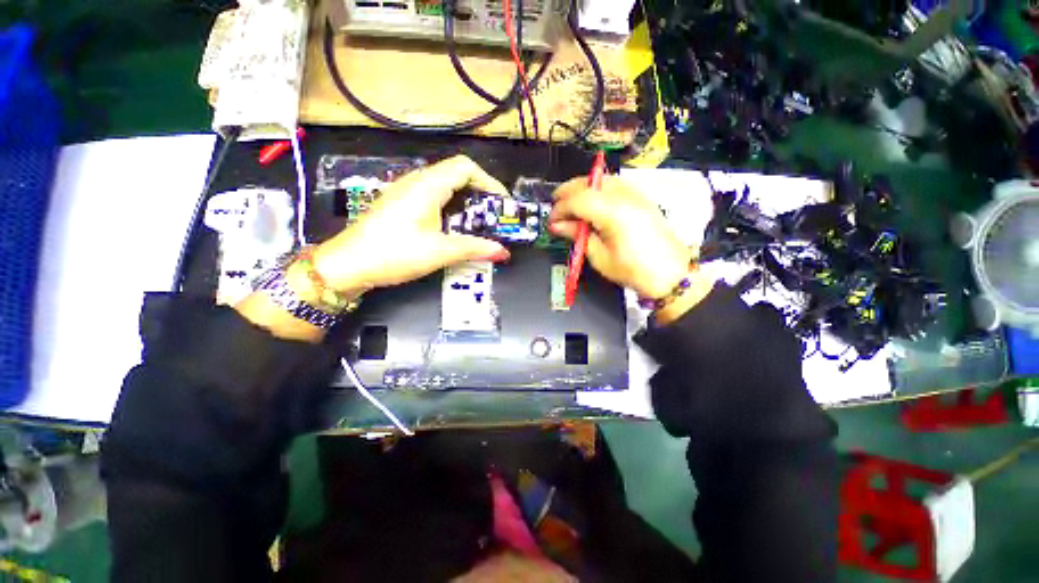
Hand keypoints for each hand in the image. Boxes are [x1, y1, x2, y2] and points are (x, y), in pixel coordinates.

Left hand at [312, 155, 511, 292]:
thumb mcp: (439, 252)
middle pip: (457, 174)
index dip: (489, 182)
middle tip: (493, 217)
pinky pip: (433, 196)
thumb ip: (474, 249)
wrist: (348, 264)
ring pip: (445, 185)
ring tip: (477, 223)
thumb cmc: (393, 253)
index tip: (501, 205)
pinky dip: (450, 207)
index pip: (466, 167)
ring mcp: (406, 191)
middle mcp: (416, 181)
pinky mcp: (400, 203)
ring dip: (465, 201)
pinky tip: (452, 227)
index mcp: (427, 186)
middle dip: (480, 193)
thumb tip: (503, 252)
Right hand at [548, 175, 693, 298]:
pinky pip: (614, 185)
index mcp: (614, 213)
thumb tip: (559, 225)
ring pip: (602, 180)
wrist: (670, 275)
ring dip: (583, 188)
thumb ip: (578, 235)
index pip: (578, 199)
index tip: (551, 220)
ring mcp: (637, 195)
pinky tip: (591, 203)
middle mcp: (626, 197)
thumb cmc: (635, 271)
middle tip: (556, 206)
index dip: (560, 208)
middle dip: (568, 192)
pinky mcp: (641, 199)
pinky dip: (598, 190)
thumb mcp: (599, 257)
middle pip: (590, 183)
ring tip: (571, 203)